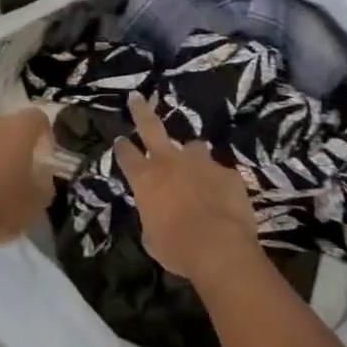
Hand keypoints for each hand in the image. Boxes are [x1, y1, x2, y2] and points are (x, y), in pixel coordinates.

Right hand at [115, 92, 261, 281]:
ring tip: (196, 166)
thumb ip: (152, 217)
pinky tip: (222, 196)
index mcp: (146, 178)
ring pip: (193, 146)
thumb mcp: (153, 238)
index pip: (127, 155)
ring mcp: (200, 162)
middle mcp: (170, 161)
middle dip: (141, 110)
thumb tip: (158, 214)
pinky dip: (217, 181)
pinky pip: (219, 172)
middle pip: (151, 126)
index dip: (122, 148)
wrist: (219, 247)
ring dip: (191, 155)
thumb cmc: (177, 248)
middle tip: (136, 97)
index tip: (120, 141)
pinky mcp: (226, 171)